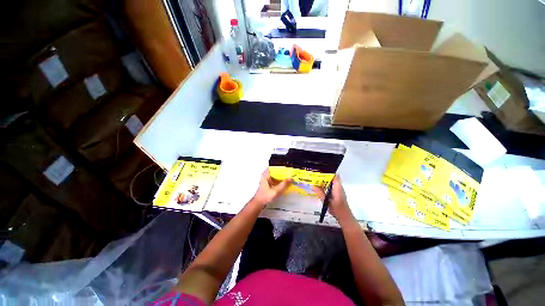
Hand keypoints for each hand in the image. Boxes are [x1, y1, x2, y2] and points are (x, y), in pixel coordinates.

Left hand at [251, 169, 292, 208]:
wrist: (259, 203)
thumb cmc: (265, 196)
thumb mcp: (276, 190)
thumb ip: (284, 184)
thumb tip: (291, 178)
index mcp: (266, 174)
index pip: (274, 166)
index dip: (281, 166)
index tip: (288, 167)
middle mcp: (266, 175)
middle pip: (276, 170)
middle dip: (283, 171)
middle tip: (290, 172)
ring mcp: (267, 179)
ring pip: (276, 175)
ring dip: (282, 176)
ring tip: (289, 177)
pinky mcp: (268, 183)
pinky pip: (276, 179)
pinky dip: (280, 180)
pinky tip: (285, 183)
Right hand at [312, 176, 355, 225]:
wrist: (344, 217)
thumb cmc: (336, 209)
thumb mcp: (326, 201)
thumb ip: (320, 193)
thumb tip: (312, 185)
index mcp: (337, 187)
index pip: (334, 175)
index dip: (328, 172)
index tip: (320, 170)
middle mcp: (339, 187)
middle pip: (332, 177)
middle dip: (324, 175)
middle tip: (315, 175)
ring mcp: (338, 189)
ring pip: (331, 182)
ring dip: (324, 180)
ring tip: (315, 179)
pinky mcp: (337, 192)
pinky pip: (331, 186)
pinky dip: (325, 185)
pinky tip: (319, 187)